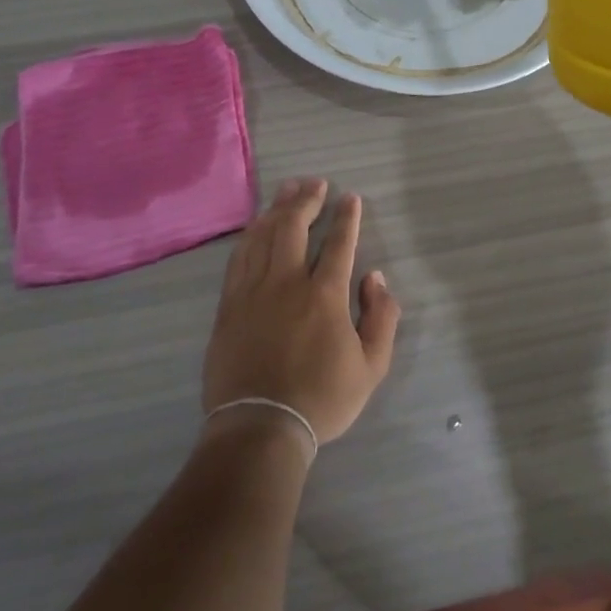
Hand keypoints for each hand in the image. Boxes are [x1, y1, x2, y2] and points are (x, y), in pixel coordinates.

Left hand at [203, 177, 400, 445]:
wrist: (260, 427)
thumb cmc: (321, 399)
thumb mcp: (371, 367)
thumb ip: (381, 318)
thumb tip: (377, 278)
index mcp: (325, 295)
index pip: (339, 244)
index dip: (346, 217)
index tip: (350, 197)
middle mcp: (287, 282)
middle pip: (294, 227)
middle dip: (307, 200)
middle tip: (315, 183)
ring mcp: (253, 291)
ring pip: (263, 236)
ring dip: (276, 209)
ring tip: (287, 190)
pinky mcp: (229, 305)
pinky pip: (239, 258)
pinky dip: (250, 235)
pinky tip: (256, 226)